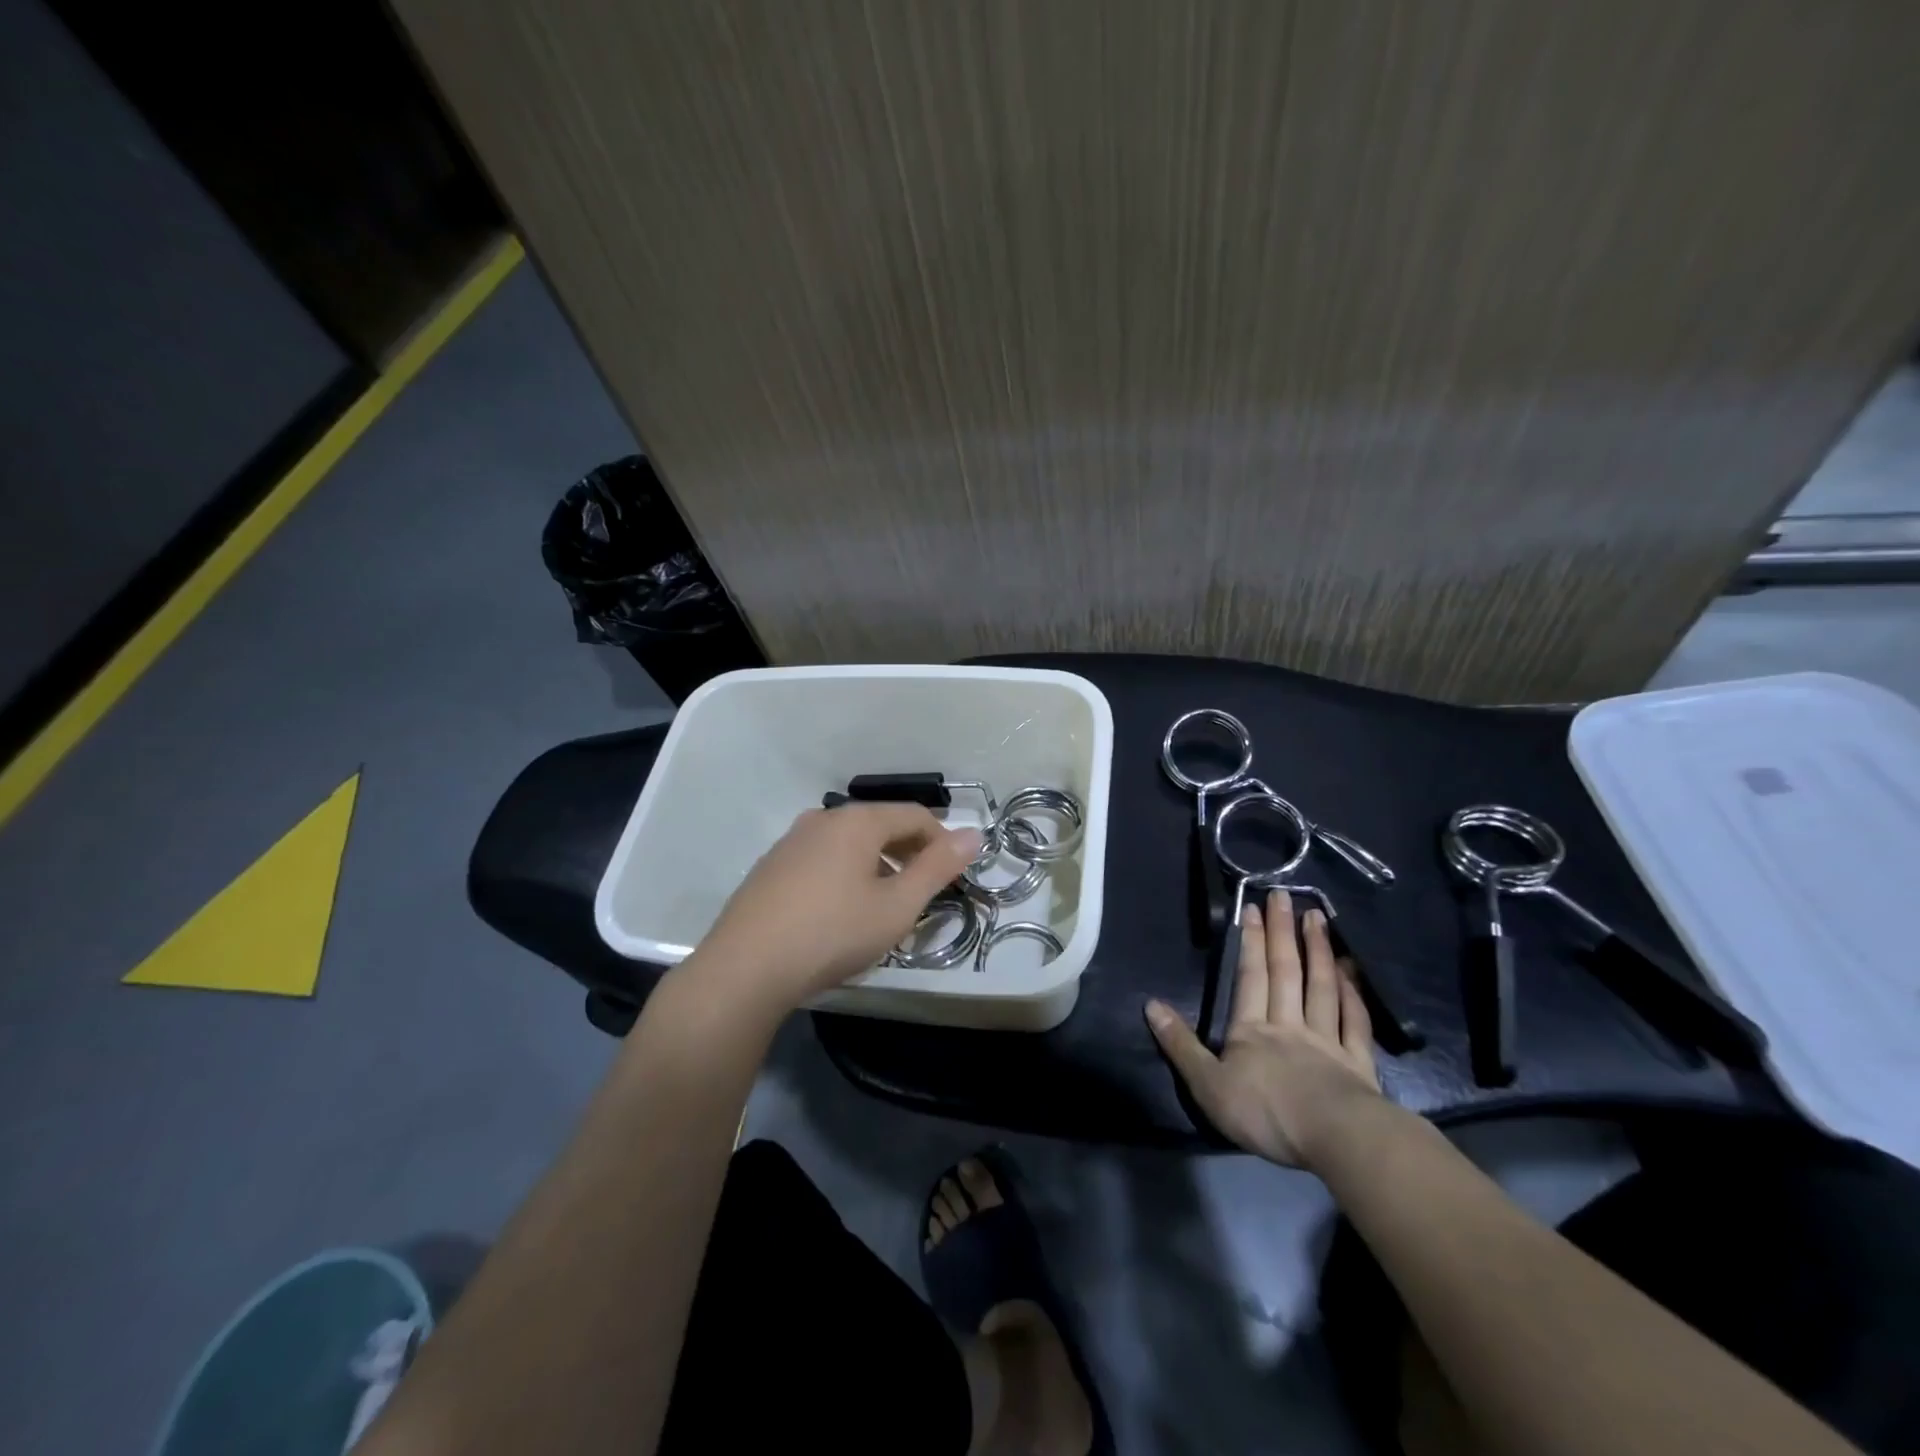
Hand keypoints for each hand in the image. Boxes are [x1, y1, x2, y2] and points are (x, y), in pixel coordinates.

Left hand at [693, 803, 981, 1012]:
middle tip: (923, 895)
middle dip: (910, 854)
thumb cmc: (833, 933)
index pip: (915, 815)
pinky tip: (841, 913)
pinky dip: (845, 875)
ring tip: (885, 908)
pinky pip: (822, 859)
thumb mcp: (897, 906)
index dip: (943, 842)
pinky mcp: (770, 867)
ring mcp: (790, 842)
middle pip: (881, 825)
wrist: (744, 969)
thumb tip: (975, 834)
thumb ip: (938, 867)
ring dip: (877, 866)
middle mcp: (822, 819)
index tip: (955, 877)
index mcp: (857, 821)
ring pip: (850, 844)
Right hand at [1146, 890, 1381, 1168]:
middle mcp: (1290, 1025)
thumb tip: (1150, 1005)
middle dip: (1282, 932)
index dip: (1250, 942)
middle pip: (1286, 972)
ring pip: (1322, 987)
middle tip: (1285, 896)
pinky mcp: (1358, 1064)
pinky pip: (1355, 1022)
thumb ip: (1180, 1045)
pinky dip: (1353, 994)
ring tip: (1317, 918)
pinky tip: (1351, 973)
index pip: (1250, 977)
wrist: (1336, 1140)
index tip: (1252, 907)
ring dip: (1319, 951)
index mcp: (1252, 1031)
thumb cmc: (1266, 1113)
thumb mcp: (1207, 1085)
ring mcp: (1328, 1042)